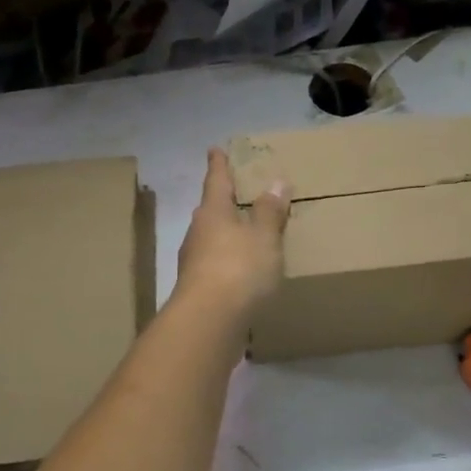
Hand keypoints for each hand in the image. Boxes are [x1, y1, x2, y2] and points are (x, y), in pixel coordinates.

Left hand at [175, 148, 289, 318]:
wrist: (209, 322)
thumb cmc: (239, 269)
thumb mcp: (264, 237)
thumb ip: (270, 212)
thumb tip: (276, 182)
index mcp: (213, 212)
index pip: (216, 180)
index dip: (218, 164)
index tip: (214, 149)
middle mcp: (198, 233)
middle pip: (211, 211)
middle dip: (224, 203)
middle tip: (239, 195)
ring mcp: (194, 263)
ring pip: (212, 240)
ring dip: (227, 236)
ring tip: (247, 235)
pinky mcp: (198, 290)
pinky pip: (217, 267)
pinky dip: (230, 264)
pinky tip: (243, 273)